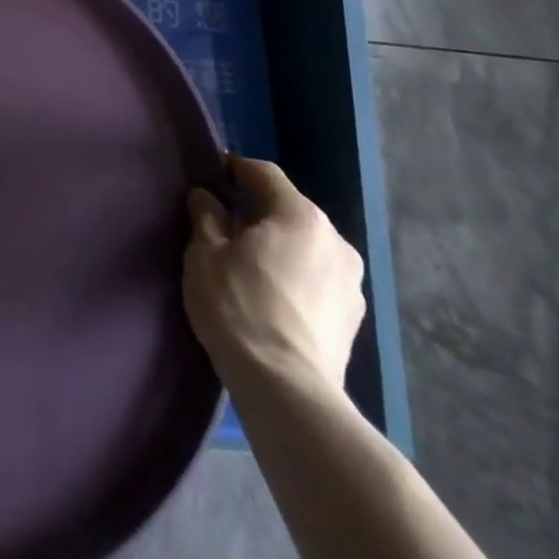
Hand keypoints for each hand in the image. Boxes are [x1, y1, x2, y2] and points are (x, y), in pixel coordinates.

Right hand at [182, 157, 364, 391]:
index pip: (264, 174)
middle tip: (225, 224)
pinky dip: (295, 276)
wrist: (286, 389)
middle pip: (290, 210)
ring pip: (306, 246)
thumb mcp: (205, 253)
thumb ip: (206, 216)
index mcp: (300, 215)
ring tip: (249, 264)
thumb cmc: (239, 305)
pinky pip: (317, 279)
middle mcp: (335, 240)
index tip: (213, 176)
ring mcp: (351, 283)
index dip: (235, 169)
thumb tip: (206, 196)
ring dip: (280, 246)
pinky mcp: (353, 319)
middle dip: (258, 211)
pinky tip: (272, 296)